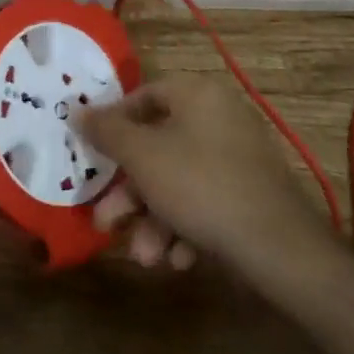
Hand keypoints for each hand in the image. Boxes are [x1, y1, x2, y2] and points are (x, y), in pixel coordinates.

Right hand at [77, 76, 329, 275]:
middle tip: (107, 222)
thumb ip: (106, 131)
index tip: (93, 155)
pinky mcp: (250, 192)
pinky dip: (185, 227)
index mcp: (197, 94)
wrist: (277, 246)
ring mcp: (238, 156)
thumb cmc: (199, 185)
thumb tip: (77, 110)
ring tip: (146, 257)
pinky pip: (205, 200)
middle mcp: (219, 117)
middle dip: (130, 192)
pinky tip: (177, 259)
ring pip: (178, 181)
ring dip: (154, 219)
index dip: (113, 124)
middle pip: (158, 147)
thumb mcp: (142, 156)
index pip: (143, 96)